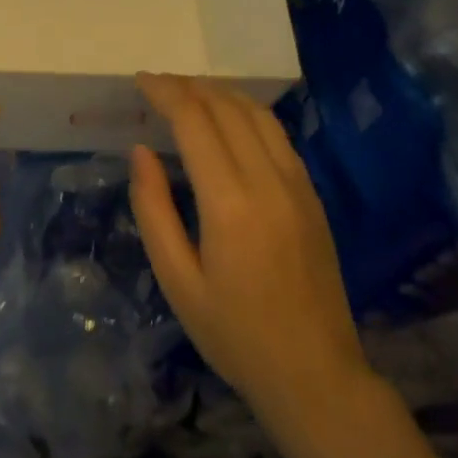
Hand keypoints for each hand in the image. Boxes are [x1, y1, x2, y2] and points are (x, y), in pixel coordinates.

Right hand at [127, 73, 368, 413]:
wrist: (317, 376)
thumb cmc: (235, 335)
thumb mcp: (177, 281)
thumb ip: (153, 210)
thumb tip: (140, 152)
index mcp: (229, 203)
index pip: (194, 121)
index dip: (165, 93)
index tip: (140, 81)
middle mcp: (268, 181)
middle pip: (226, 107)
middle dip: (188, 86)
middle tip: (157, 85)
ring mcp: (297, 186)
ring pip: (257, 114)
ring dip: (219, 93)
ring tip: (188, 92)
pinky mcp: (312, 196)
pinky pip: (277, 135)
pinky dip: (246, 113)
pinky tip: (228, 121)